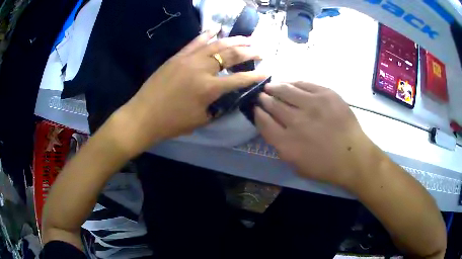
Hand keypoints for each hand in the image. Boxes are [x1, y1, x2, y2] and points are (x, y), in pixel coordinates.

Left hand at [118, 30, 265, 155]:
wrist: (143, 116)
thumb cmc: (171, 123)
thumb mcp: (200, 120)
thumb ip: (217, 107)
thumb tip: (227, 97)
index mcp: (208, 88)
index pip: (239, 79)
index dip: (255, 76)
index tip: (267, 72)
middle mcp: (201, 69)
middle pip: (230, 55)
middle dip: (249, 52)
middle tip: (261, 50)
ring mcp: (188, 59)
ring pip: (216, 44)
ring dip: (234, 40)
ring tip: (247, 38)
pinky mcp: (177, 56)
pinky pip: (195, 42)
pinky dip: (207, 34)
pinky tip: (217, 28)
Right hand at [255, 82, 377, 187]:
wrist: (353, 157)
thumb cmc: (325, 166)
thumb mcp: (296, 165)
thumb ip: (280, 147)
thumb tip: (272, 126)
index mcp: (286, 143)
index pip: (263, 122)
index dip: (257, 113)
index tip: (257, 109)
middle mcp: (296, 121)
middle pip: (272, 104)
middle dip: (264, 99)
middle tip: (262, 96)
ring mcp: (312, 105)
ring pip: (285, 90)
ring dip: (275, 87)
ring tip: (271, 87)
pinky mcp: (326, 94)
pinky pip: (304, 84)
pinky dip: (293, 83)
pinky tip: (289, 84)